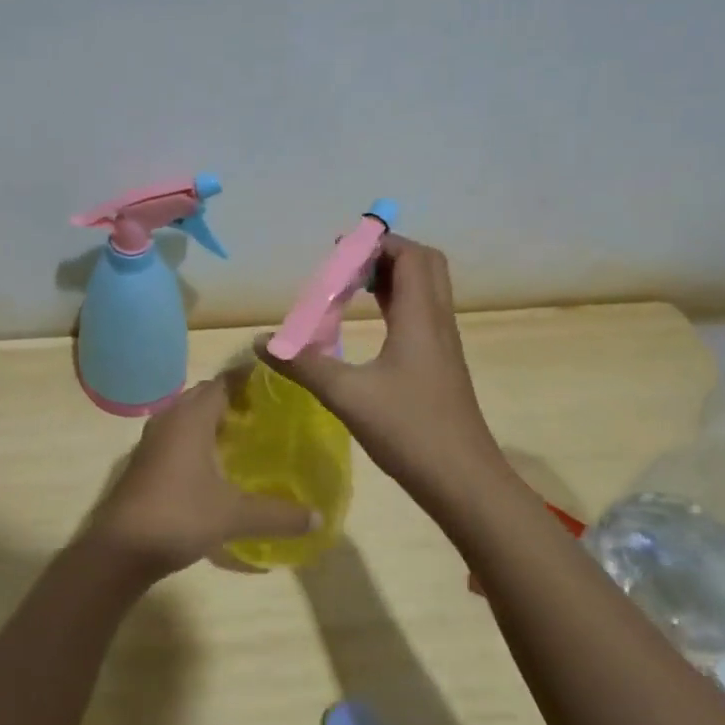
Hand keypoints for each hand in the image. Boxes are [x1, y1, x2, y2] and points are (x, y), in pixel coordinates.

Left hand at [83, 377, 315, 581]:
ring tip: (246, 435)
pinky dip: (197, 438)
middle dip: (233, 398)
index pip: (223, 382)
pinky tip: (216, 463)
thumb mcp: (234, 515)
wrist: (119, 550)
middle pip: (204, 396)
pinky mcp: (145, 461)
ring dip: (213, 419)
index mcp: (191, 418)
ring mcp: (152, 440)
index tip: (277, 384)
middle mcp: (169, 419)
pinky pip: (176, 435)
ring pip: (187, 416)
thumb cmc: (179, 517)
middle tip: (267, 412)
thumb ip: (278, 514)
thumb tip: (318, 518)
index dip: (248, 380)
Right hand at [259, 234, 508, 514]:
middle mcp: (437, 322)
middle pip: (424, 265)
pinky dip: (397, 304)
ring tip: (350, 286)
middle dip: (386, 254)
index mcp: (420, 318)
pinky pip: (422, 315)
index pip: (410, 255)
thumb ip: (304, 365)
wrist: (464, 481)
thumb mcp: (348, 396)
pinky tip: (371, 325)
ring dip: (392, 278)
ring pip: (425, 290)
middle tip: (346, 265)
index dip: (377, 242)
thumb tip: (260, 342)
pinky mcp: (441, 365)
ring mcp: (443, 344)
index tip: (339, 248)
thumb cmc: (409, 431)